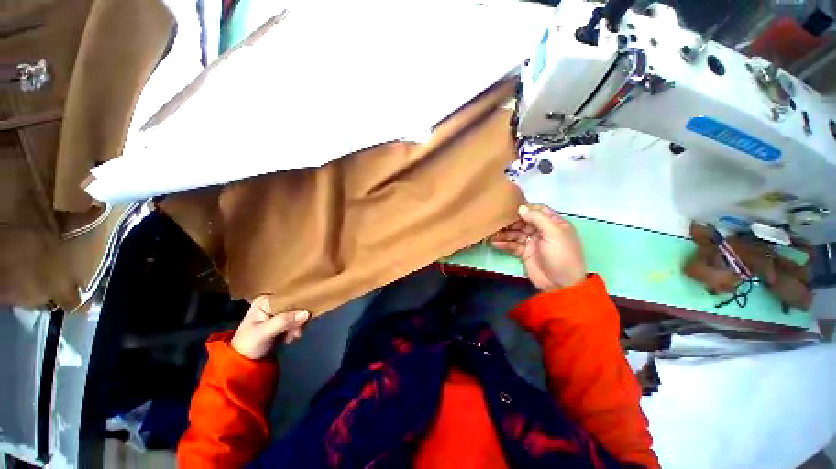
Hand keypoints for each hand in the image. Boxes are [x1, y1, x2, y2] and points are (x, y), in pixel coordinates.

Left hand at [230, 295, 309, 359]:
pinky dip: (295, 328)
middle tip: (296, 333)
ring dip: (297, 325)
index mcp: (265, 301)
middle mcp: (272, 303)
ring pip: (296, 313)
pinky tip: (291, 337)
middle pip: (294, 305)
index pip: (288, 298)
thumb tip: (306, 313)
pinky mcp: (281, 320)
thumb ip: (284, 321)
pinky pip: (295, 320)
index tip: (302, 320)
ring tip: (292, 337)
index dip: (298, 307)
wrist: (242, 362)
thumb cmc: (249, 345)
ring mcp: (277, 312)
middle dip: (297, 319)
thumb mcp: (264, 333)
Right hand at [490, 204, 585, 291]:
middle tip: (496, 221)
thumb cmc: (561, 255)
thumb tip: (521, 208)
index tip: (511, 207)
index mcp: (554, 224)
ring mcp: (532, 243)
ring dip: (504, 233)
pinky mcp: (524, 253)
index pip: (539, 210)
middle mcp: (542, 231)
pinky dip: (503, 244)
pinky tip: (494, 243)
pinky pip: (512, 245)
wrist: (560, 285)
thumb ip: (538, 219)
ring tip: (491, 234)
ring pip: (515, 233)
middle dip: (510, 221)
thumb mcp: (554, 233)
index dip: (526, 208)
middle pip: (523, 222)